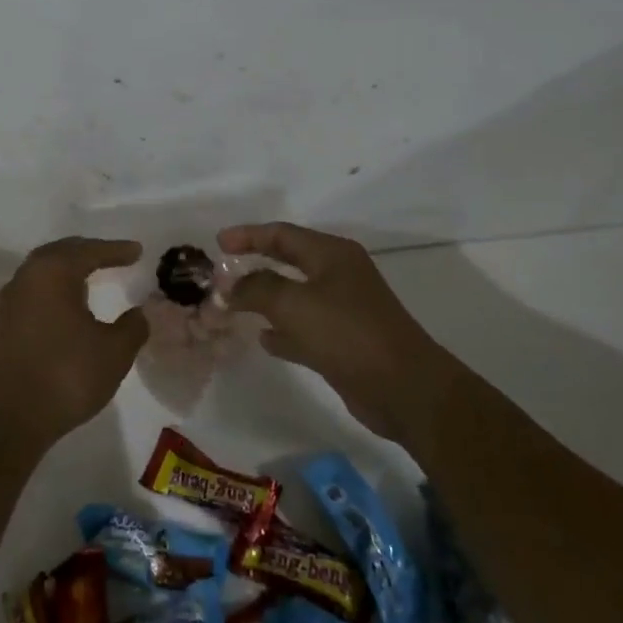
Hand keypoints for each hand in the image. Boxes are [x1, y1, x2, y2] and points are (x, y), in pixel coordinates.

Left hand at [0, 237, 149, 452]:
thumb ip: (133, 326)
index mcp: (55, 271)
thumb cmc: (67, 375)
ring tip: (93, 274)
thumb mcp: (114, 351)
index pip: (90, 251)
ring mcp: (13, 298)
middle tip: (114, 255)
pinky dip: (56, 286)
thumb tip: (139, 312)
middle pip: (63, 252)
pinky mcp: (5, 321)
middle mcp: (29, 275)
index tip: (138, 251)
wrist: (11, 416)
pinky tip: (69, 302)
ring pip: (45, 269)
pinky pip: (36, 288)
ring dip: (69, 268)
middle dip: (89, 251)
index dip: (117, 250)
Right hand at [219, 222, 433, 440]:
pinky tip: (263, 339)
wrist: (404, 388)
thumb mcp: (293, 304)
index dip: (248, 235)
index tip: (218, 243)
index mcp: (332, 254)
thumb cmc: (347, 333)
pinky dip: (283, 329)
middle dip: (255, 264)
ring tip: (233, 305)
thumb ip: (256, 289)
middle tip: (223, 270)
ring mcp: (344, 309)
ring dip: (265, 299)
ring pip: (294, 296)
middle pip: (288, 261)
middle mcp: (338, 275)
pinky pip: (305, 327)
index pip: (282, 234)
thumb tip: (230, 286)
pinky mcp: (345, 342)